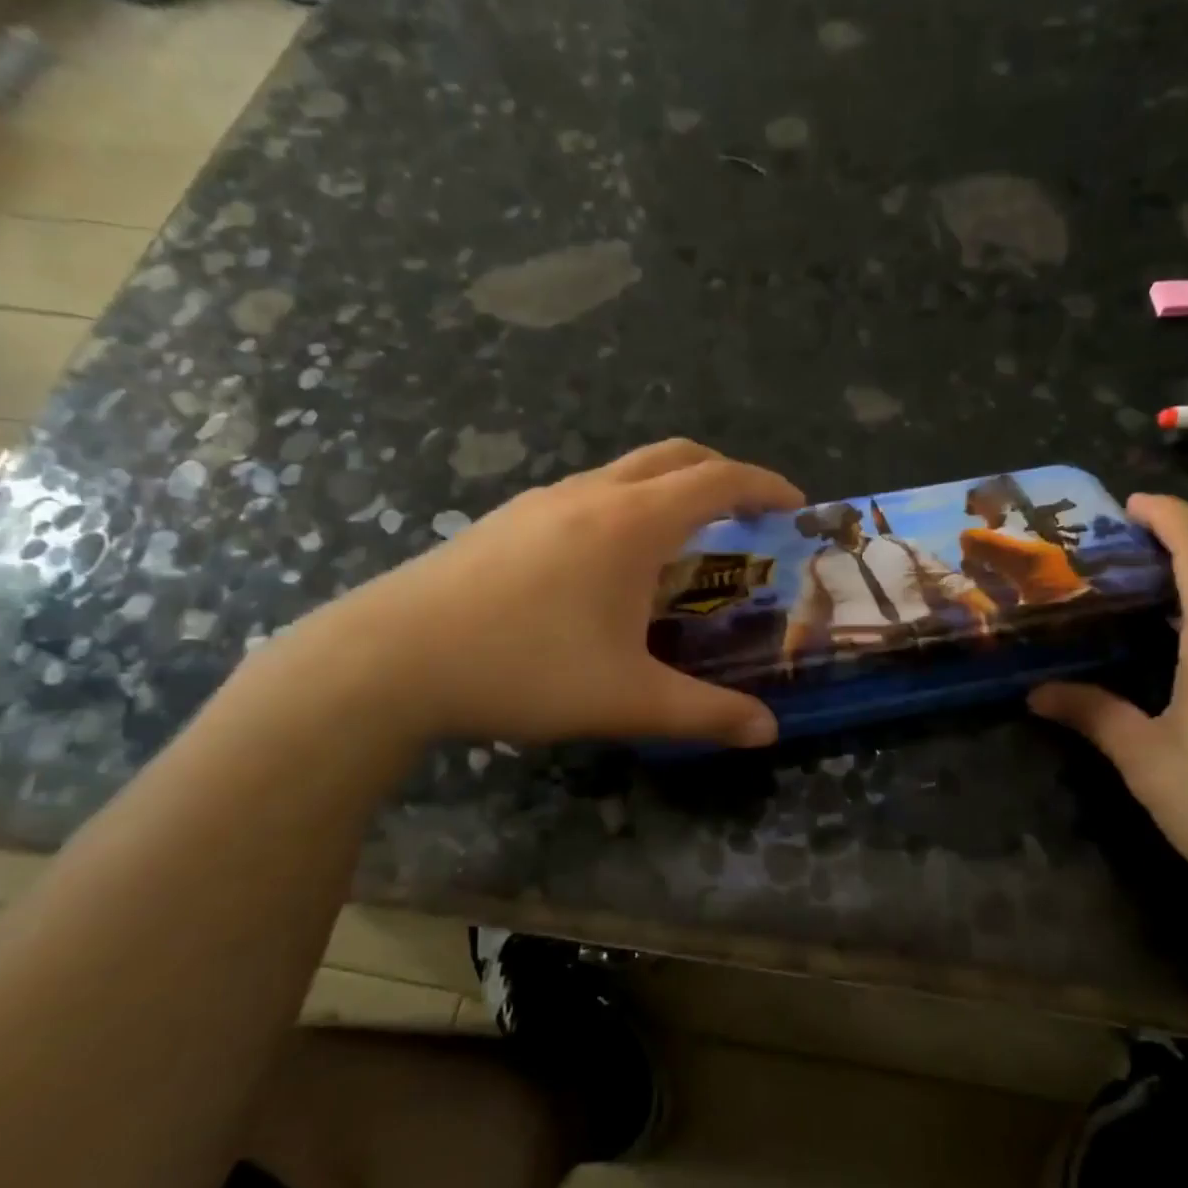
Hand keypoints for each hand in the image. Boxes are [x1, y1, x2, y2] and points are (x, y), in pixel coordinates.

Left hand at [289, 439, 803, 746]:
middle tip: (749, 515)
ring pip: (626, 471)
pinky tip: (610, 564)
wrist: (391, 658)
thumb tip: (767, 731)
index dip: (765, 485)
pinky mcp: (509, 519)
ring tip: (685, 543)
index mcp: (631, 523)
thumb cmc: (523, 669)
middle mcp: (592, 494)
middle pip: (675, 456)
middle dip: (723, 474)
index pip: (718, 480)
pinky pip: (589, 493)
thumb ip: (706, 714)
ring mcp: (543, 500)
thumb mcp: (628, 701)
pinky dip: (627, 506)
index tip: (796, 504)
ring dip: (670, 490)